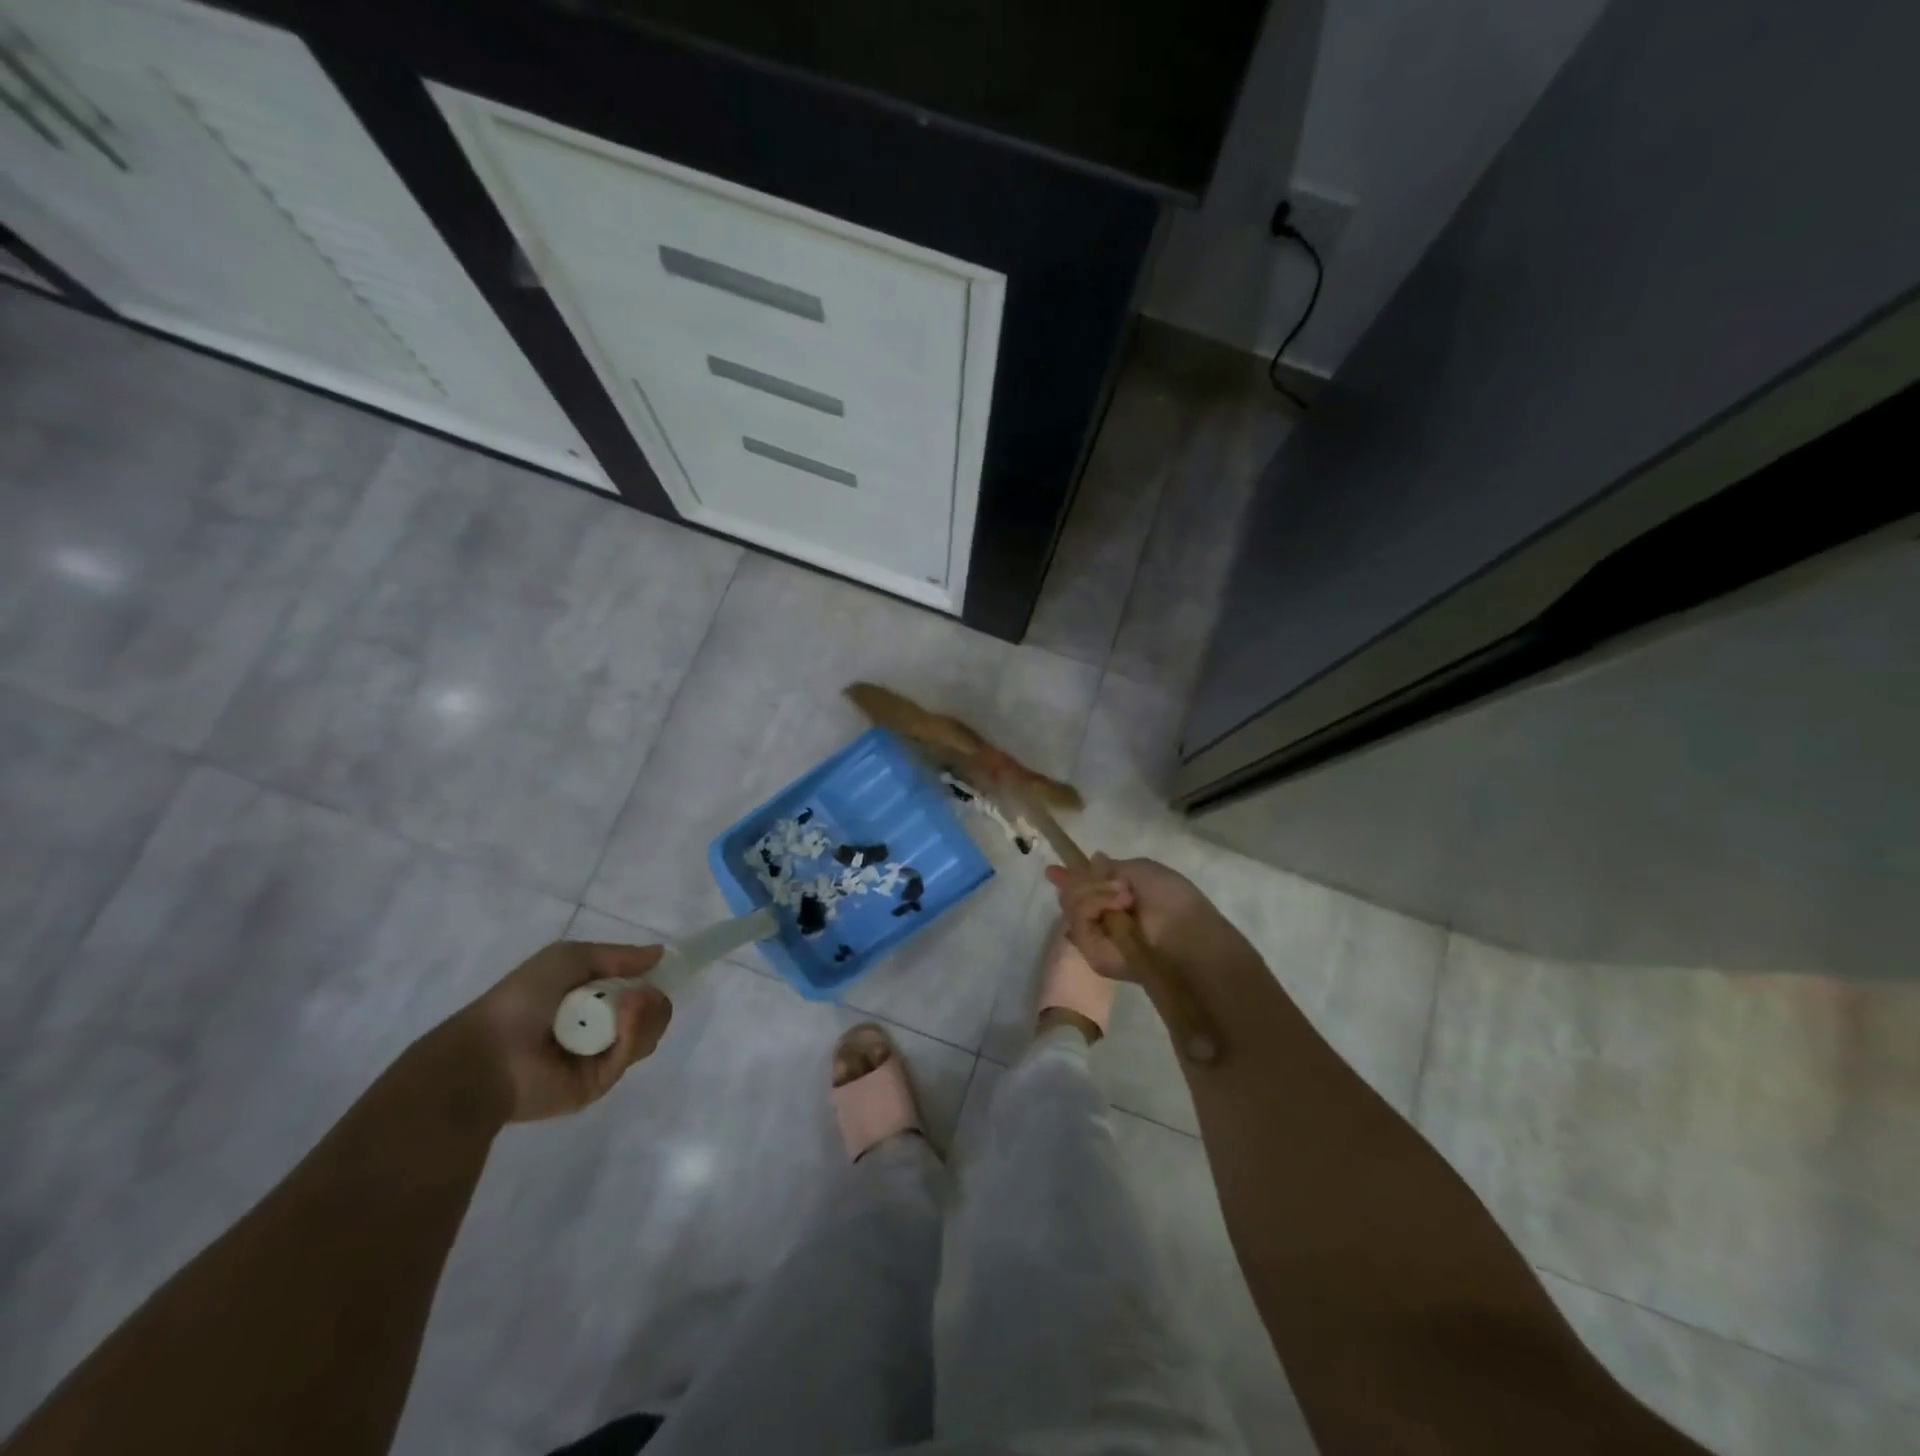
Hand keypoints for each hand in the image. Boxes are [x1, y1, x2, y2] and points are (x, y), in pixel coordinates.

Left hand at [450, 941, 672, 1121]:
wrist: (489, 1054)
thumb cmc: (523, 998)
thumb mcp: (569, 957)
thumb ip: (618, 955)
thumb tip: (660, 953)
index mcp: (592, 997)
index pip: (639, 989)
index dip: (650, 980)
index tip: (655, 972)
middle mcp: (601, 1025)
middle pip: (652, 1012)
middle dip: (652, 999)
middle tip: (637, 995)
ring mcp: (602, 1055)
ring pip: (649, 1032)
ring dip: (646, 1013)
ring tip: (629, 1005)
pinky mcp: (601, 1082)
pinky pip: (632, 1054)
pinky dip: (634, 1032)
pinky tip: (622, 1020)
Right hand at [1045, 855, 1242, 981]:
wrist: (1183, 933)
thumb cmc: (1170, 898)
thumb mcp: (1140, 869)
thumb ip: (1110, 868)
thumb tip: (1093, 860)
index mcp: (1117, 901)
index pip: (1083, 890)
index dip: (1068, 879)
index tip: (1053, 870)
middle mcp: (1103, 919)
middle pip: (1071, 894)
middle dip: (1083, 881)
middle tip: (1114, 885)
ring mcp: (1095, 937)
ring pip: (1070, 904)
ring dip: (1095, 892)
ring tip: (1124, 897)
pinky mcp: (1091, 952)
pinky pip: (1078, 920)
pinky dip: (1094, 905)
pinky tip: (1116, 907)